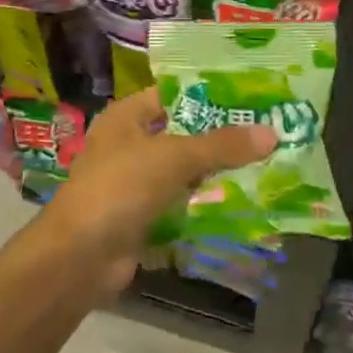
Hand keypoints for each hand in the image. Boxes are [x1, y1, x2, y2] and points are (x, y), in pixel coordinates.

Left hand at [41, 87, 276, 297]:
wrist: (79, 257)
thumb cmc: (120, 188)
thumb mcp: (174, 158)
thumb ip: (221, 145)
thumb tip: (272, 133)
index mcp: (126, 117)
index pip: (173, 94)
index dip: (210, 94)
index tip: (252, 96)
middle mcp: (129, 144)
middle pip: (183, 134)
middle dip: (222, 136)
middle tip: (270, 131)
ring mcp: (135, 183)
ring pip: (184, 171)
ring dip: (217, 172)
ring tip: (266, 164)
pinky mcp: (143, 217)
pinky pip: (181, 203)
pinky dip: (206, 203)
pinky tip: (243, 201)